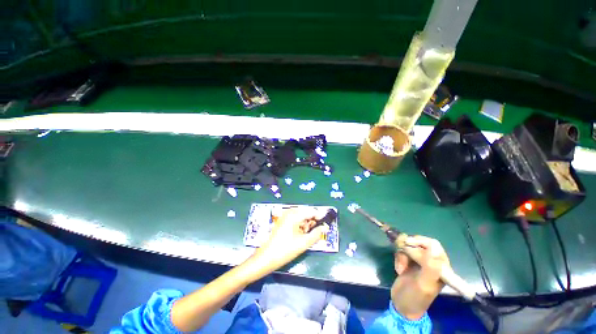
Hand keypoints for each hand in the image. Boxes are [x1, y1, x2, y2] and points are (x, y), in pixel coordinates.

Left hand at [251, 207, 329, 275]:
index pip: (311, 211)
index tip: (325, 225)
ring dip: (305, 224)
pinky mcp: (282, 221)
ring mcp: (285, 216)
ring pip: (301, 216)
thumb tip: (325, 228)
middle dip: (311, 222)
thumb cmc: (286, 249)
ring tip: (304, 236)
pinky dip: (299, 225)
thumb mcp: (304, 243)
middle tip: (313, 233)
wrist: (267, 257)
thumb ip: (316, 234)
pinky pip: (295, 219)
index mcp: (295, 215)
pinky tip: (298, 235)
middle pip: (306, 213)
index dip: (320, 217)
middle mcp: (289, 212)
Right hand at [391, 235, 449, 319]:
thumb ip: (430, 267)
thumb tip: (433, 248)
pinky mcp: (409, 262)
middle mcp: (431, 262)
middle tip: (401, 252)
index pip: (434, 245)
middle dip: (408, 248)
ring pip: (409, 247)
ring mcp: (420, 262)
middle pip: (420, 243)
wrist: (401, 305)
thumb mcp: (423, 285)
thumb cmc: (415, 298)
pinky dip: (398, 258)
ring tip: (400, 268)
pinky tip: (398, 269)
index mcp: (441, 268)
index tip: (407, 243)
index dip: (420, 241)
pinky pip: (402, 252)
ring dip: (402, 255)